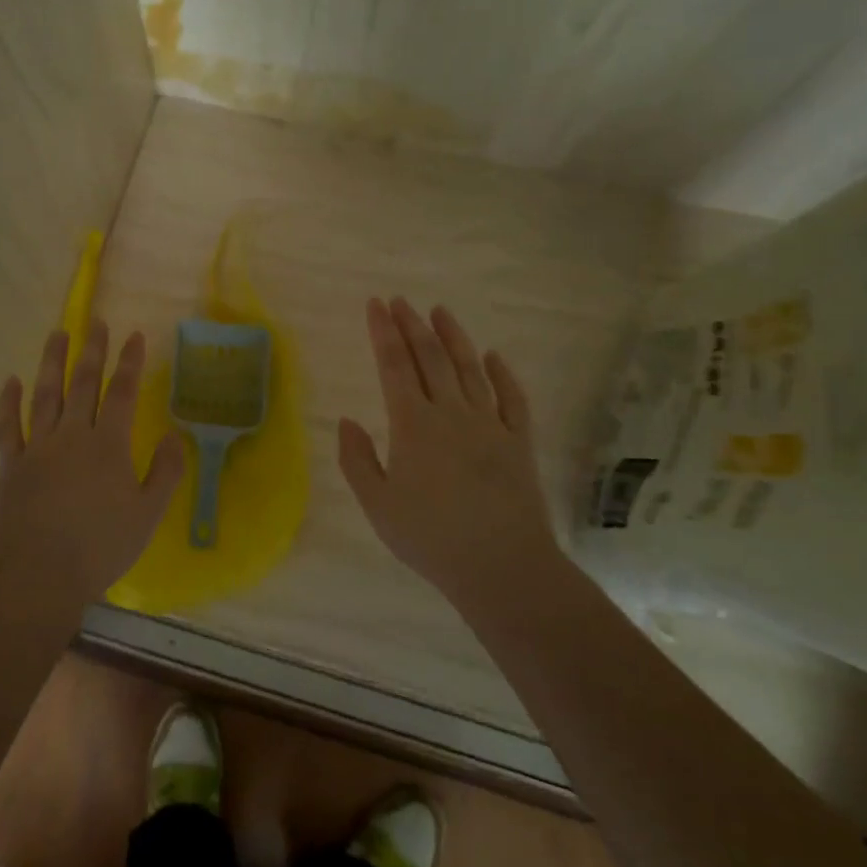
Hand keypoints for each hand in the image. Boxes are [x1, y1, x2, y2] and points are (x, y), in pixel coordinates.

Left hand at [0, 321, 184, 608]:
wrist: (42, 576)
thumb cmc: (101, 547)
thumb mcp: (149, 514)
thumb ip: (165, 472)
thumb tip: (175, 436)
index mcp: (108, 445)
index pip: (122, 393)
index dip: (130, 363)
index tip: (134, 336)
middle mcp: (72, 435)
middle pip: (83, 383)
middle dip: (92, 350)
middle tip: (96, 321)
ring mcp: (37, 447)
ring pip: (45, 394)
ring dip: (52, 361)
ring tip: (57, 333)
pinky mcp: (10, 464)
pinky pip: (7, 426)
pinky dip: (7, 402)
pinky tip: (10, 380)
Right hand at [338, 297, 559, 604]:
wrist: (501, 566)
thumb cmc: (430, 538)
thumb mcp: (378, 505)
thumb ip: (357, 460)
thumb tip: (347, 421)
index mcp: (413, 425)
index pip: (393, 365)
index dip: (382, 332)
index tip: (375, 304)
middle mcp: (451, 413)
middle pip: (430, 358)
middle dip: (412, 325)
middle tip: (400, 301)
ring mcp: (489, 424)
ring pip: (469, 368)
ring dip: (453, 337)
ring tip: (440, 312)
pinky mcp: (519, 441)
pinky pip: (512, 398)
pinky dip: (502, 373)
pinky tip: (493, 357)